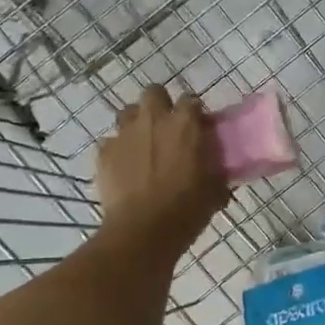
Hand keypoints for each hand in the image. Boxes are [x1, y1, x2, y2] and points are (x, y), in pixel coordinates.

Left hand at [95, 86, 229, 260]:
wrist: (142, 231)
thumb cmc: (186, 210)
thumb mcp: (214, 191)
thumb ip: (216, 172)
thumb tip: (220, 172)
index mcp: (185, 124)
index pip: (191, 100)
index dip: (194, 113)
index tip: (198, 128)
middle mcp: (153, 119)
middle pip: (154, 93)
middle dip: (160, 105)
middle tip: (167, 129)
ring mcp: (124, 133)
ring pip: (128, 113)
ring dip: (136, 123)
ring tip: (143, 146)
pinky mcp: (104, 152)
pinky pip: (111, 142)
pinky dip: (118, 151)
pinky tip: (124, 169)